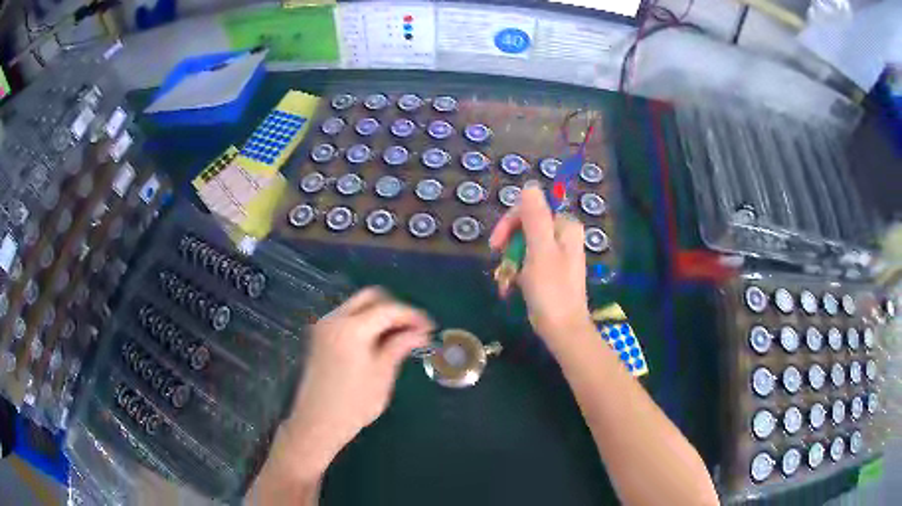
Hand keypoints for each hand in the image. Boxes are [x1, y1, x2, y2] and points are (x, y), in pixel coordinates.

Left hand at [273, 288, 433, 478]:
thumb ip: (400, 345)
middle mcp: (335, 319)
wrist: (318, 422)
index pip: (388, 309)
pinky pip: (348, 317)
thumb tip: (420, 332)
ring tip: (400, 337)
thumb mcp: (382, 374)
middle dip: (395, 309)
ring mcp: (324, 326)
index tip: (430, 327)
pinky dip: (366, 321)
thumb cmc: (354, 403)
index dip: (412, 315)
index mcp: (351, 328)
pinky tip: (379, 341)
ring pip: (358, 306)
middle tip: (414, 328)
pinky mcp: (320, 336)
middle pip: (370, 297)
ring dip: (380, 314)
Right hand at [489, 183, 593, 345]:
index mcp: (565, 227)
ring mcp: (556, 254)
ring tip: (505, 283)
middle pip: (525, 228)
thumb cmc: (551, 290)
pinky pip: (527, 262)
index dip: (509, 225)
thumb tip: (530, 185)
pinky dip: (516, 273)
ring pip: (523, 247)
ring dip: (510, 264)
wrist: (562, 329)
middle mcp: (563, 236)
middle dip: (509, 248)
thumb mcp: (540, 250)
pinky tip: (509, 287)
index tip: (495, 245)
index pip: (530, 210)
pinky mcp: (549, 271)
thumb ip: (535, 217)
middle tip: (501, 268)